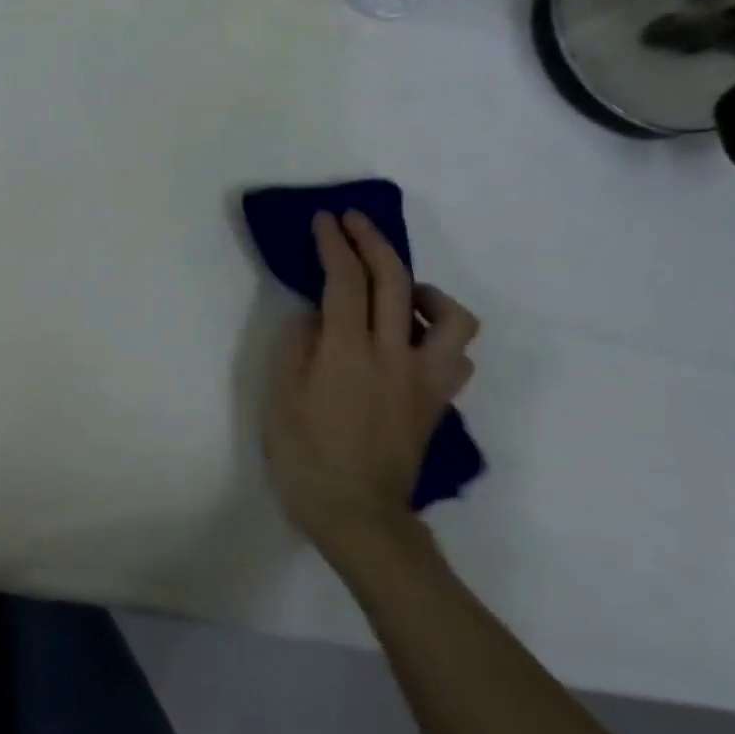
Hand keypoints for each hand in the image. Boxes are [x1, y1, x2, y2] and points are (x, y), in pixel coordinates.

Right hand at [261, 210, 478, 568]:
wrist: (357, 513)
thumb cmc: (305, 455)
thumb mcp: (279, 397)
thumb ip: (295, 345)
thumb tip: (313, 315)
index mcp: (347, 352)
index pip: (345, 281)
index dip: (333, 245)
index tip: (324, 220)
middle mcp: (394, 355)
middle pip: (395, 281)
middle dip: (373, 242)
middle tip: (354, 222)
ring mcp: (424, 379)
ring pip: (450, 316)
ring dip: (424, 289)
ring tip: (400, 292)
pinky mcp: (437, 401)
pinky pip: (455, 354)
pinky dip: (439, 333)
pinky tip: (413, 339)